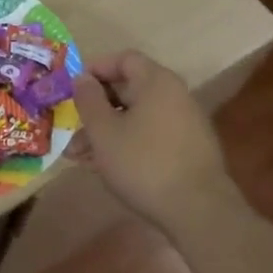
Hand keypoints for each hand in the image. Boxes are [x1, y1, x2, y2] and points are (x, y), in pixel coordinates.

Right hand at [67, 51, 231, 233]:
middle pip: (129, 90)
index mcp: (156, 82)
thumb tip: (83, 78)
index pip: (124, 59)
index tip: (73, 89)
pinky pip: (151, 136)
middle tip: (72, 130)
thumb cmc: (144, 163)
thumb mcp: (103, 131)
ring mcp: (186, 124)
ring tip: (80, 158)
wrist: (200, 213)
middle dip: (96, 109)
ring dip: (107, 132)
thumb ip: (88, 99)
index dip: (96, 69)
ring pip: (137, 117)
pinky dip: (128, 144)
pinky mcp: (189, 150)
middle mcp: (175, 95)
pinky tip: (108, 168)